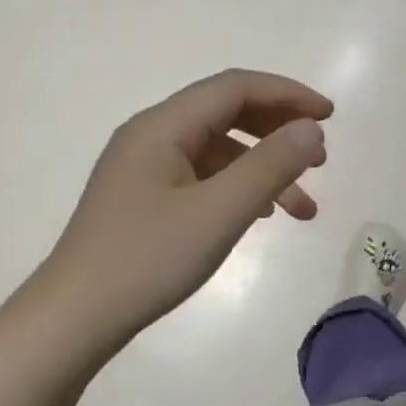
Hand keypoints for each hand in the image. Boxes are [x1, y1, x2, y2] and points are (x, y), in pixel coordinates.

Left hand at [43, 69, 332, 349]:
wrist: (76, 317)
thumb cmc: (148, 260)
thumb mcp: (219, 213)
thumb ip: (269, 166)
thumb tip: (312, 129)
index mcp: (162, 127)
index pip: (234, 88)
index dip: (287, 95)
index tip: (330, 117)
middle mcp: (151, 136)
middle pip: (226, 114)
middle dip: (278, 132)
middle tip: (321, 161)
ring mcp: (144, 169)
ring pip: (218, 152)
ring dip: (264, 170)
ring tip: (303, 209)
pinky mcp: (144, 199)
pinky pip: (202, 178)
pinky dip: (238, 189)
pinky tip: (259, 216)